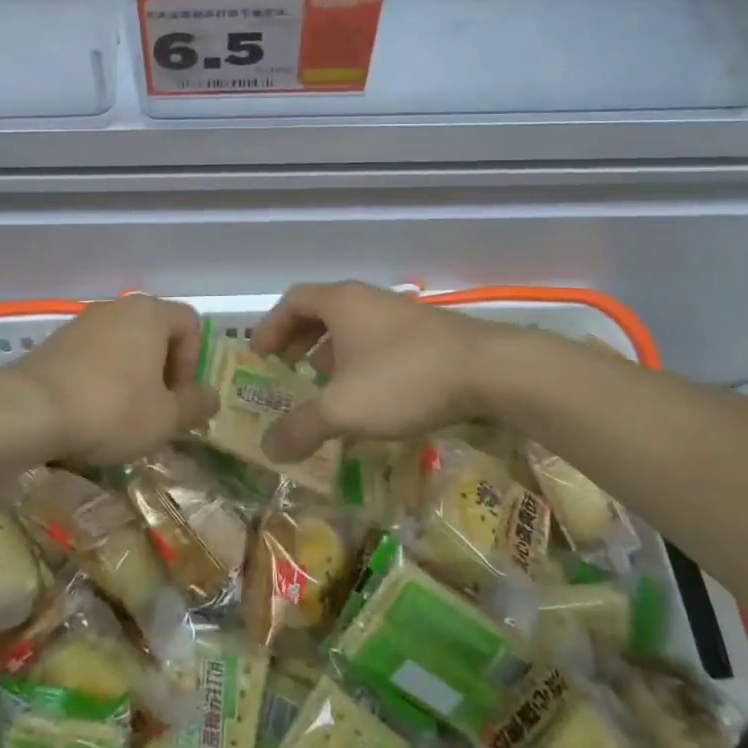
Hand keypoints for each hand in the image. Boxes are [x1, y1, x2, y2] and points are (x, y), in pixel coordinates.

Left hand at [11, 295, 217, 465]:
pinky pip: (93, 355)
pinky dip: (100, 378)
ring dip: (130, 376)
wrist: (28, 411)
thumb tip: (211, 397)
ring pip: (122, 345)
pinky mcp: (56, 341)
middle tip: (155, 409)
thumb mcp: (165, 418)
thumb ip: (195, 405)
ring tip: (121, 415)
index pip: (190, 324)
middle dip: (161, 371)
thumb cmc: (110, 409)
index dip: (192, 362)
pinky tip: (90, 412)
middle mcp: (117, 307)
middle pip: (155, 333)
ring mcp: (82, 321)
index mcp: (150, 313)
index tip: (177, 397)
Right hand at [252, 282, 513, 462]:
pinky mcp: (427, 335)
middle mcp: (368, 299)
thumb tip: (268, 448)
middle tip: (286, 369)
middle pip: (321, 311)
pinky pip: (378, 342)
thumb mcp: (343, 409)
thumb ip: (302, 427)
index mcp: (341, 302)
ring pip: (353, 328)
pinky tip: (369, 397)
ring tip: (323, 387)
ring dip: (331, 354)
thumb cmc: (403, 378)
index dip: (270, 326)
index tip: (259, 355)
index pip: (293, 301)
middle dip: (299, 340)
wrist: (488, 370)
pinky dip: (361, 363)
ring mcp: (400, 314)